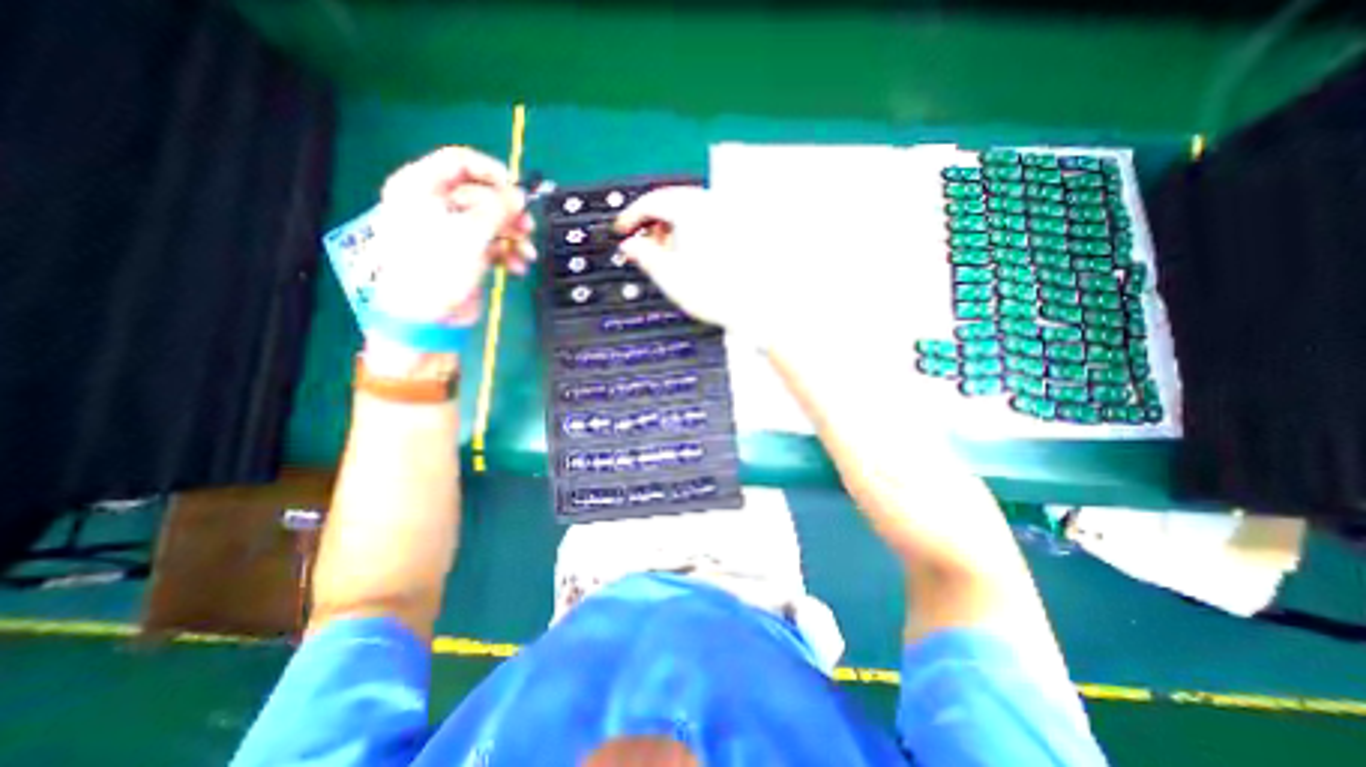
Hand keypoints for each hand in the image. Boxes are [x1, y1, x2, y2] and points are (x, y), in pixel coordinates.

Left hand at [366, 147, 536, 326]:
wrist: (426, 317)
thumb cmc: (438, 267)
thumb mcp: (471, 233)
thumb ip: (498, 210)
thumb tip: (520, 196)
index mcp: (421, 187)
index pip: (460, 162)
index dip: (492, 172)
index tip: (518, 191)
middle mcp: (434, 204)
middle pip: (481, 195)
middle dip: (508, 213)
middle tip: (528, 227)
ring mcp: (450, 231)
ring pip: (490, 222)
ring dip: (513, 237)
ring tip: (526, 253)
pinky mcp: (464, 253)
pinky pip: (491, 244)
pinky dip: (507, 254)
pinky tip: (518, 267)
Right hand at [617, 186, 789, 348]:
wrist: (759, 308)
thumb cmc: (719, 295)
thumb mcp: (671, 277)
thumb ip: (645, 256)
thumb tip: (629, 245)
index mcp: (694, 211)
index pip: (654, 201)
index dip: (633, 216)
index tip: (623, 230)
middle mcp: (715, 205)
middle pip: (674, 201)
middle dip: (654, 223)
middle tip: (644, 245)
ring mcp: (731, 215)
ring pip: (692, 211)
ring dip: (674, 228)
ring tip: (669, 254)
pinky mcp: (742, 229)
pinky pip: (709, 221)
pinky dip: (693, 232)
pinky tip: (691, 254)